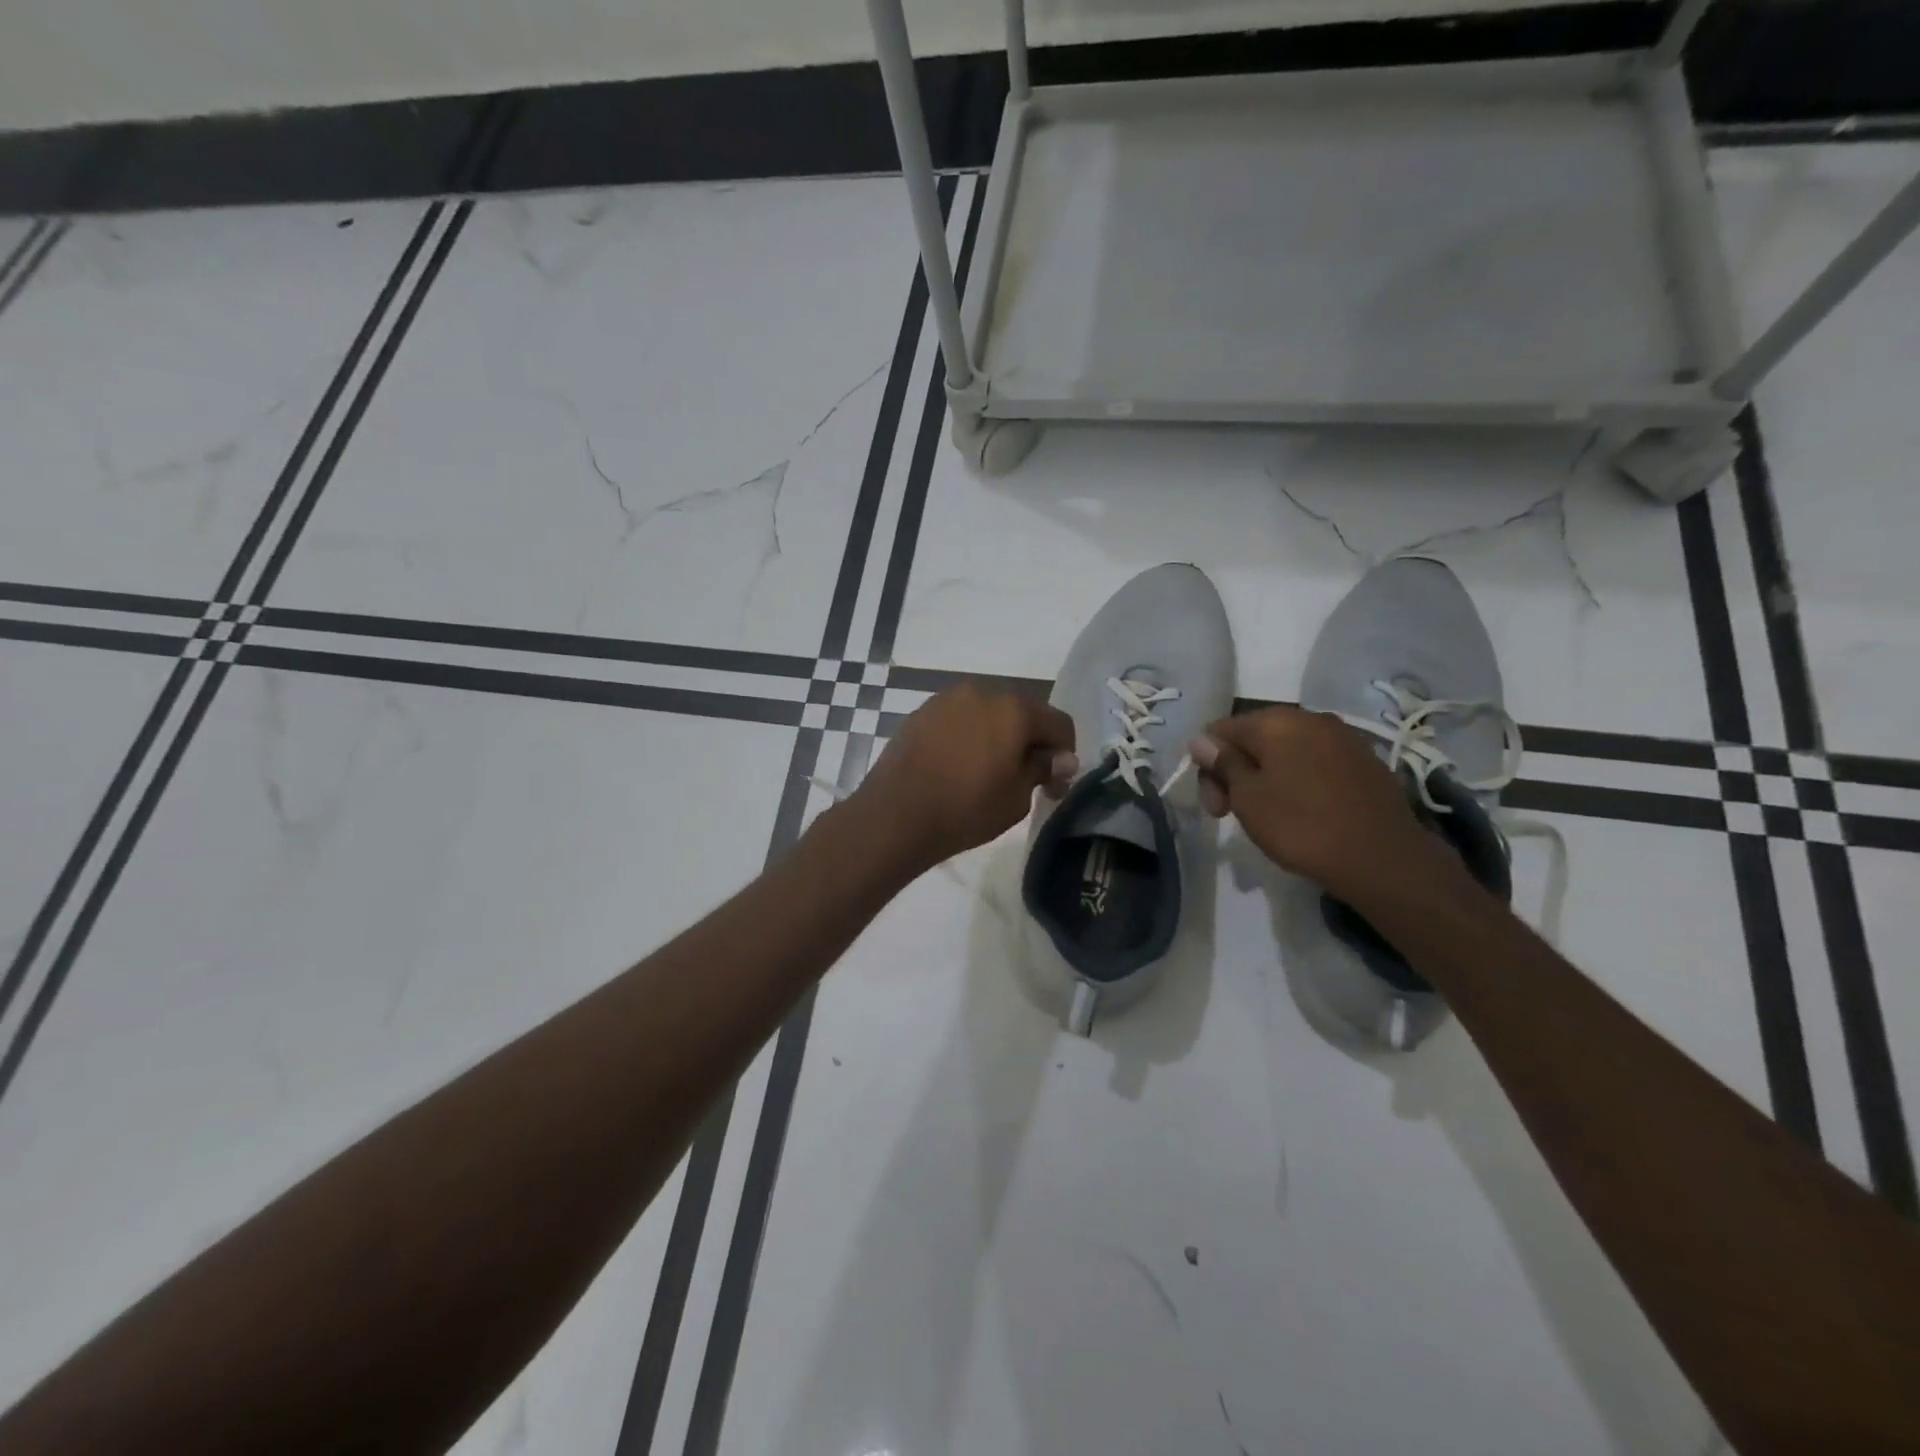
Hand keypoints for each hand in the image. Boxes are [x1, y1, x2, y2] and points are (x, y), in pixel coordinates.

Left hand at [855, 683, 1076, 870]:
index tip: (1054, 784)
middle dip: (1030, 741)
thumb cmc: (966, 808)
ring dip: (997, 735)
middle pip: (1022, 712)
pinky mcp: (922, 712)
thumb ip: (1042, 769)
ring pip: (988, 713)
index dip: (1065, 754)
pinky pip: (959, 719)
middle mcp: (983, 692)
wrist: (896, 814)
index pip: (1058, 723)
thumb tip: (1062, 758)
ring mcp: (947, 699)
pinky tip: (959, 765)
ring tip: (988, 771)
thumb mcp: (1016, 797)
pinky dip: (968, 735)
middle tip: (1025, 778)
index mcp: (1015, 709)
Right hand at [1190, 705, 1448, 905]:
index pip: (1220, 731)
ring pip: (1287, 751)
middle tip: (1232, 814)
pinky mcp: (1365, 760)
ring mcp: (1343, 737)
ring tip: (1269, 814)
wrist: (1382, 858)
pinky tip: (1303, 811)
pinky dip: (1299, 781)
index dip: (1208, 766)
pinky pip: (1316, 763)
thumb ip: (1224, 764)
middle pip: (1255, 738)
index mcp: (1276, 721)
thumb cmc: (1302, 825)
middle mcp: (1310, 718)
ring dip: (1268, 776)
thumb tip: (1202, 740)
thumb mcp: (1248, 798)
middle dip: (1237, 771)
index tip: (1215, 805)